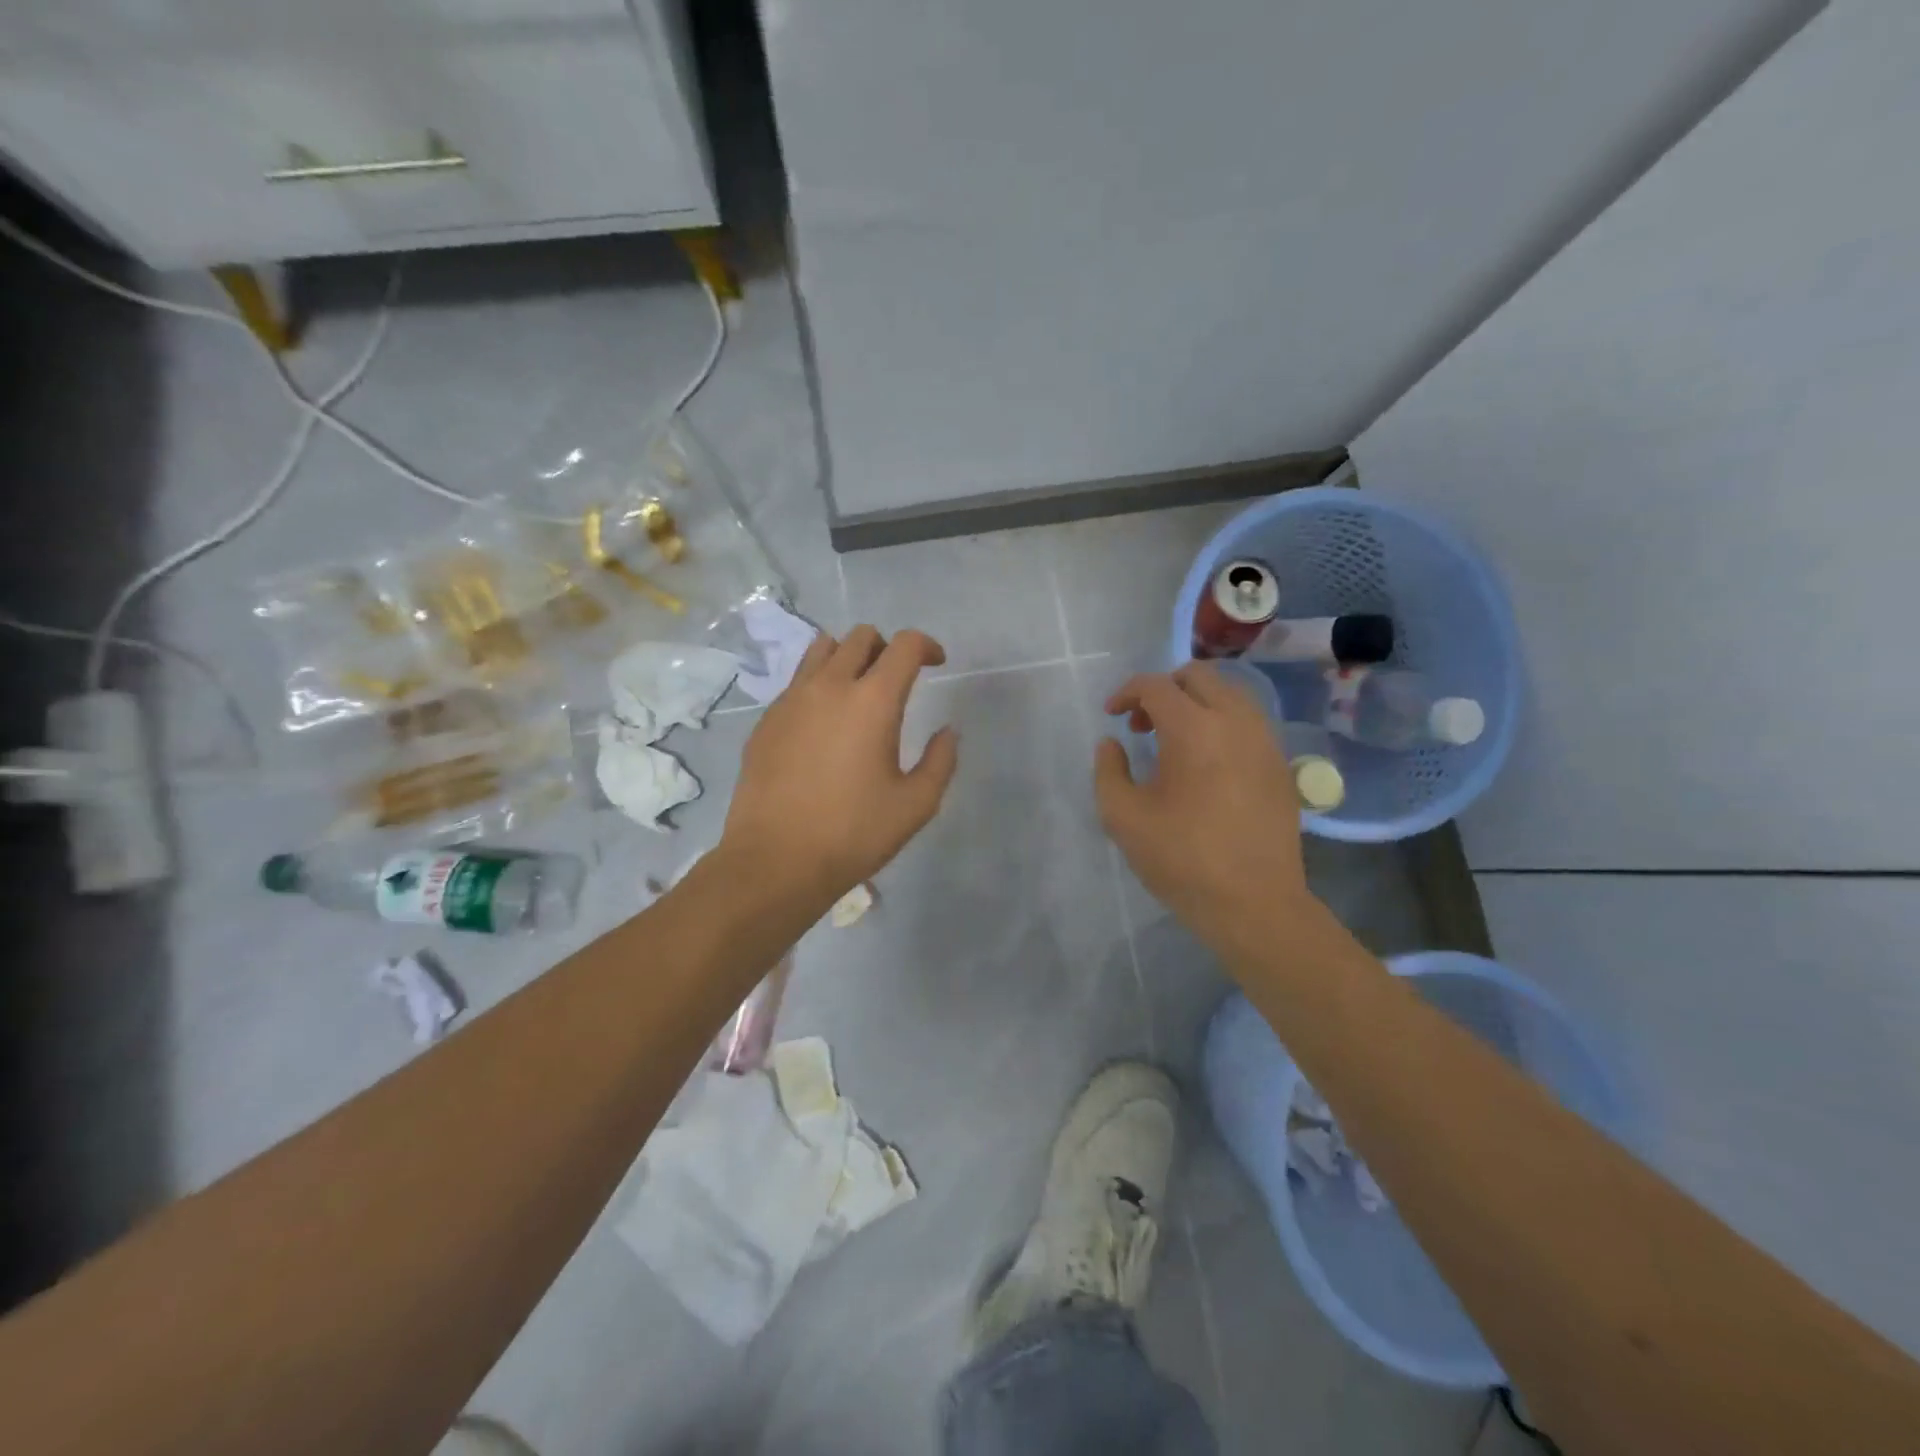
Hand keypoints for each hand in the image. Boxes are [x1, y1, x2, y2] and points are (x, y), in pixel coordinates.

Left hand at [722, 625, 958, 910]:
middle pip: (861, 636)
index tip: (936, 663)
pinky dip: (818, 685)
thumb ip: (940, 761)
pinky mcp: (766, 720)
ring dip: (848, 657)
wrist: (775, 861)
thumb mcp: (916, 805)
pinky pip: (797, 681)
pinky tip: (824, 725)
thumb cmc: (853, 834)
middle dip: (887, 648)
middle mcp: (829, 687)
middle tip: (898, 680)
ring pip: (822, 649)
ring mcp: (791, 700)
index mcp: (872, 701)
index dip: (927, 645)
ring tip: (858, 691)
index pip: (905, 645)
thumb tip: (946, 732)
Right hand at [1094, 663, 1313, 948]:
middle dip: (1163, 689)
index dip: (1126, 693)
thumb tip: (1113, 743)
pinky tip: (1206, 762)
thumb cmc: (1182, 859)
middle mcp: (1235, 721)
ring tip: (1174, 741)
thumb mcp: (1123, 817)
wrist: (1254, 903)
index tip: (1111, 716)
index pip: (1156, 686)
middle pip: (1198, 676)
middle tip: (1142, 724)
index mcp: (1194, 729)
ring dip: (1196, 703)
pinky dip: (1221, 723)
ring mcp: (1265, 741)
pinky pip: (1248, 721)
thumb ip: (1108, 771)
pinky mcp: (1280, 764)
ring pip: (1229, 693)